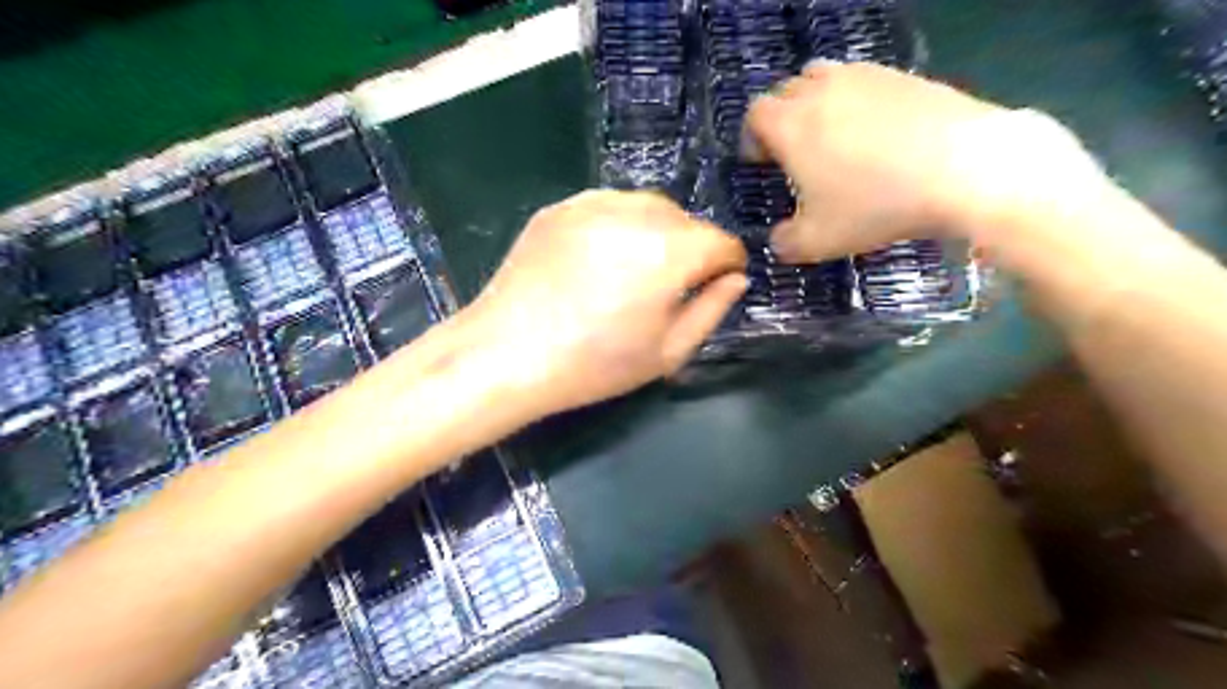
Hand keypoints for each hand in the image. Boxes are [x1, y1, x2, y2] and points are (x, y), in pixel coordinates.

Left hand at [459, 188, 748, 413]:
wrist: (507, 354)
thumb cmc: (594, 364)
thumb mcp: (667, 351)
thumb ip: (712, 310)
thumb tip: (735, 279)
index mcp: (670, 251)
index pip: (722, 242)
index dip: (726, 267)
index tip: (715, 288)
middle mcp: (636, 213)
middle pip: (687, 220)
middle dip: (692, 249)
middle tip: (669, 287)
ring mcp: (593, 203)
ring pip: (648, 207)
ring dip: (657, 233)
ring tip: (635, 271)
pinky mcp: (560, 207)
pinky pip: (608, 205)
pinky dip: (619, 225)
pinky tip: (601, 259)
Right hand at [737, 61, 1093, 260]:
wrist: (963, 169)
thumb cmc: (876, 205)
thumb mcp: (819, 241)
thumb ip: (786, 243)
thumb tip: (778, 241)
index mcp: (791, 125)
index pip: (755, 115)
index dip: (752, 137)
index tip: (763, 162)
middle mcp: (821, 91)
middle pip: (786, 90)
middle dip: (782, 118)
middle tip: (795, 151)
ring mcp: (865, 76)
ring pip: (824, 77)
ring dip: (817, 102)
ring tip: (832, 135)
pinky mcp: (902, 75)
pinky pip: (864, 80)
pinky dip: (856, 100)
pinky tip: (877, 132)